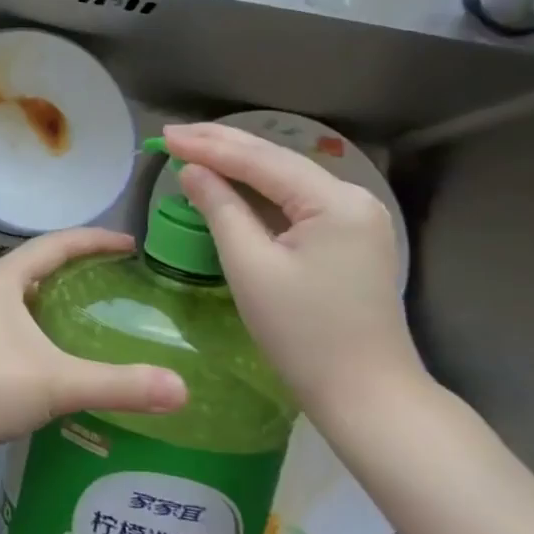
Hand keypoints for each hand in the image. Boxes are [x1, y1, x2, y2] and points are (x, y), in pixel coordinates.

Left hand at [0, 228, 187, 499]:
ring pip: (24, 292)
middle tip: (118, 276)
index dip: (96, 240)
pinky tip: (56, 349)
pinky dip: (41, 320)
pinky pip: (14, 318)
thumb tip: (181, 389)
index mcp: (5, 277)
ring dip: (56, 293)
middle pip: (39, 263)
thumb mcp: (58, 381)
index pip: (57, 244)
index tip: (131, 244)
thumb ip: (119, 385)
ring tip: (93, 307)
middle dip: (77, 263)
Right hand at [163, 122, 428, 424]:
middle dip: (221, 146)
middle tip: (172, 136)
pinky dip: (258, 189)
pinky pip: (295, 200)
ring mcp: (355, 218)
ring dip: (238, 163)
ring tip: (192, 147)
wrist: (368, 398)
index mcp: (334, 202)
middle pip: (276, 161)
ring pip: (285, 178)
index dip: (208, 146)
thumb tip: (192, 171)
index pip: (260, 161)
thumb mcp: (250, 266)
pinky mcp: (349, 237)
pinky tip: (230, 179)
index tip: (165, 137)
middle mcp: (352, 198)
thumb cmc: (303, 335)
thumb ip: (220, 208)